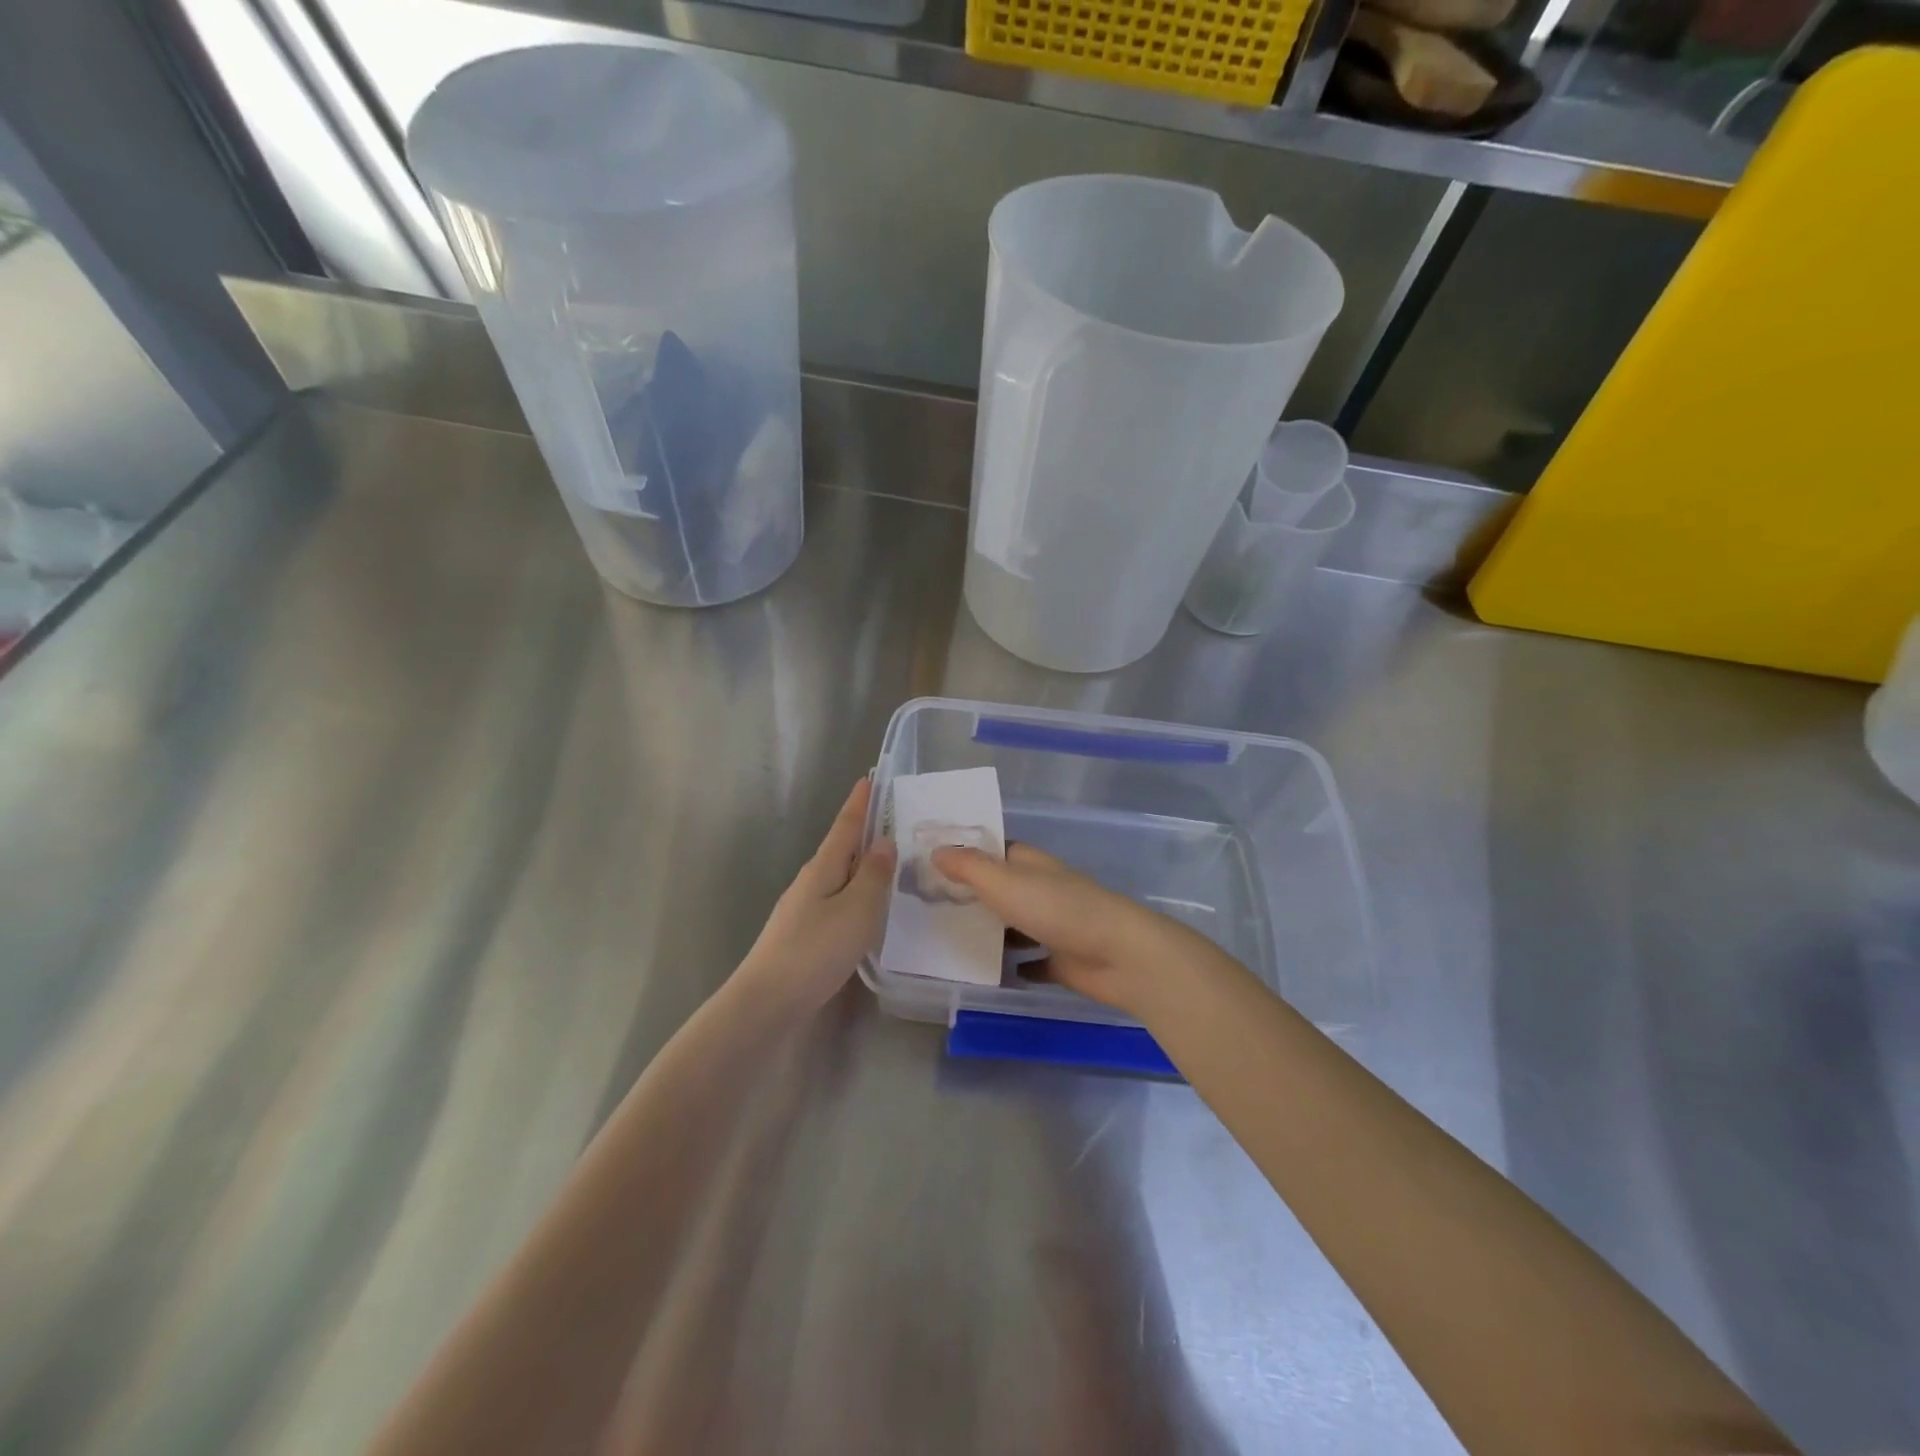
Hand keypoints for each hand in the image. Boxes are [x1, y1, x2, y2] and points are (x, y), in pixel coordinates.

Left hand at [735, 777, 895, 1016]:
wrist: (766, 1003)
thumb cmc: (815, 950)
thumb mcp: (856, 910)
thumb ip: (873, 876)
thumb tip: (883, 841)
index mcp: (823, 868)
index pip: (846, 826)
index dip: (859, 803)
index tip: (869, 778)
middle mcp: (811, 882)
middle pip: (842, 849)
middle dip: (864, 833)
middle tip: (894, 822)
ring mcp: (804, 909)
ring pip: (840, 877)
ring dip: (862, 866)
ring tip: (889, 864)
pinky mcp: (804, 935)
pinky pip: (837, 902)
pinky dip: (856, 895)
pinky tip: (867, 910)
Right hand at [931, 842, 1228, 1020]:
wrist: (1119, 955)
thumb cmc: (1058, 909)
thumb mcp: (1005, 883)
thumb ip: (970, 867)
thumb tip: (936, 850)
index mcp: (1031, 864)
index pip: (995, 851)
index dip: (968, 853)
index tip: (933, 862)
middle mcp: (1043, 889)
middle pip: (1004, 888)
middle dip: (974, 894)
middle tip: (932, 905)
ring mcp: (1055, 925)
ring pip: (1017, 924)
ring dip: (993, 931)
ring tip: (950, 940)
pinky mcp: (1064, 960)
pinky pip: (1033, 961)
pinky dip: (1016, 964)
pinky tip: (991, 973)